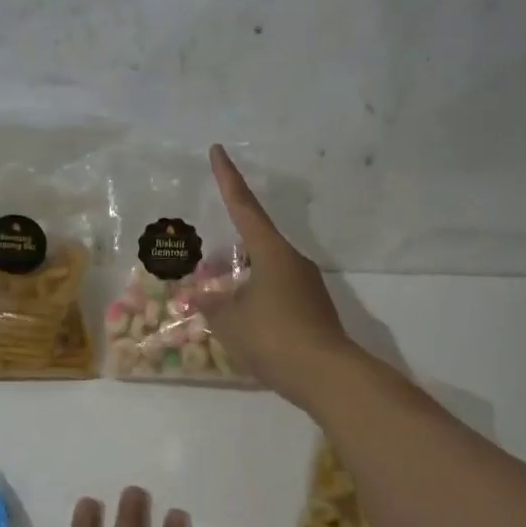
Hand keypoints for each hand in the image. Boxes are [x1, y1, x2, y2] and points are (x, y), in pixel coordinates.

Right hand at [198, 144, 355, 407]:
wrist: (326, 375)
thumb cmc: (273, 337)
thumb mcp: (230, 321)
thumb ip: (211, 304)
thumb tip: (200, 295)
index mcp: (272, 252)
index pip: (244, 207)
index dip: (228, 179)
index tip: (218, 150)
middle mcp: (293, 261)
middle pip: (257, 242)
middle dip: (231, 248)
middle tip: (207, 262)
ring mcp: (307, 286)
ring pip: (266, 271)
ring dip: (243, 279)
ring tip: (220, 298)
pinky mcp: (312, 310)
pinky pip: (276, 294)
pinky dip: (256, 300)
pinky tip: (244, 321)